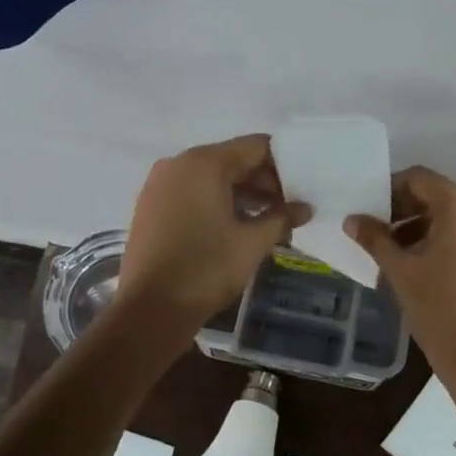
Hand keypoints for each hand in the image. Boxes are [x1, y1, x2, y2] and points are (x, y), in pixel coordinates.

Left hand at [117, 135, 310, 328]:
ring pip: (210, 177)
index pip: (255, 147)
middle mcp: (178, 163)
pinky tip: (234, 226)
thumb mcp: (252, 242)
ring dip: (241, 193)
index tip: (302, 187)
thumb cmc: (206, 268)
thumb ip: (282, 218)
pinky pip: (191, 192)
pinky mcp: (150, 206)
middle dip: (263, 181)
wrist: (150, 309)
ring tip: (268, 219)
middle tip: (288, 207)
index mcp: (204, 162)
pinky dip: (215, 201)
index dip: (283, 164)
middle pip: (231, 159)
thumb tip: (305, 208)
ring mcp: (159, 184)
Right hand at [344, 167, 455, 424]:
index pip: (421, 178)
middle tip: (377, 233)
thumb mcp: (400, 272)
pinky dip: (443, 240)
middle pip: (438, 196)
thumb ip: (375, 239)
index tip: (369, 210)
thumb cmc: (439, 311)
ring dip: (422, 226)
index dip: (391, 188)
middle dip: (405, 209)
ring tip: (395, 254)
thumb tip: (352, 219)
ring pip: (453, 217)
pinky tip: (422, 267)